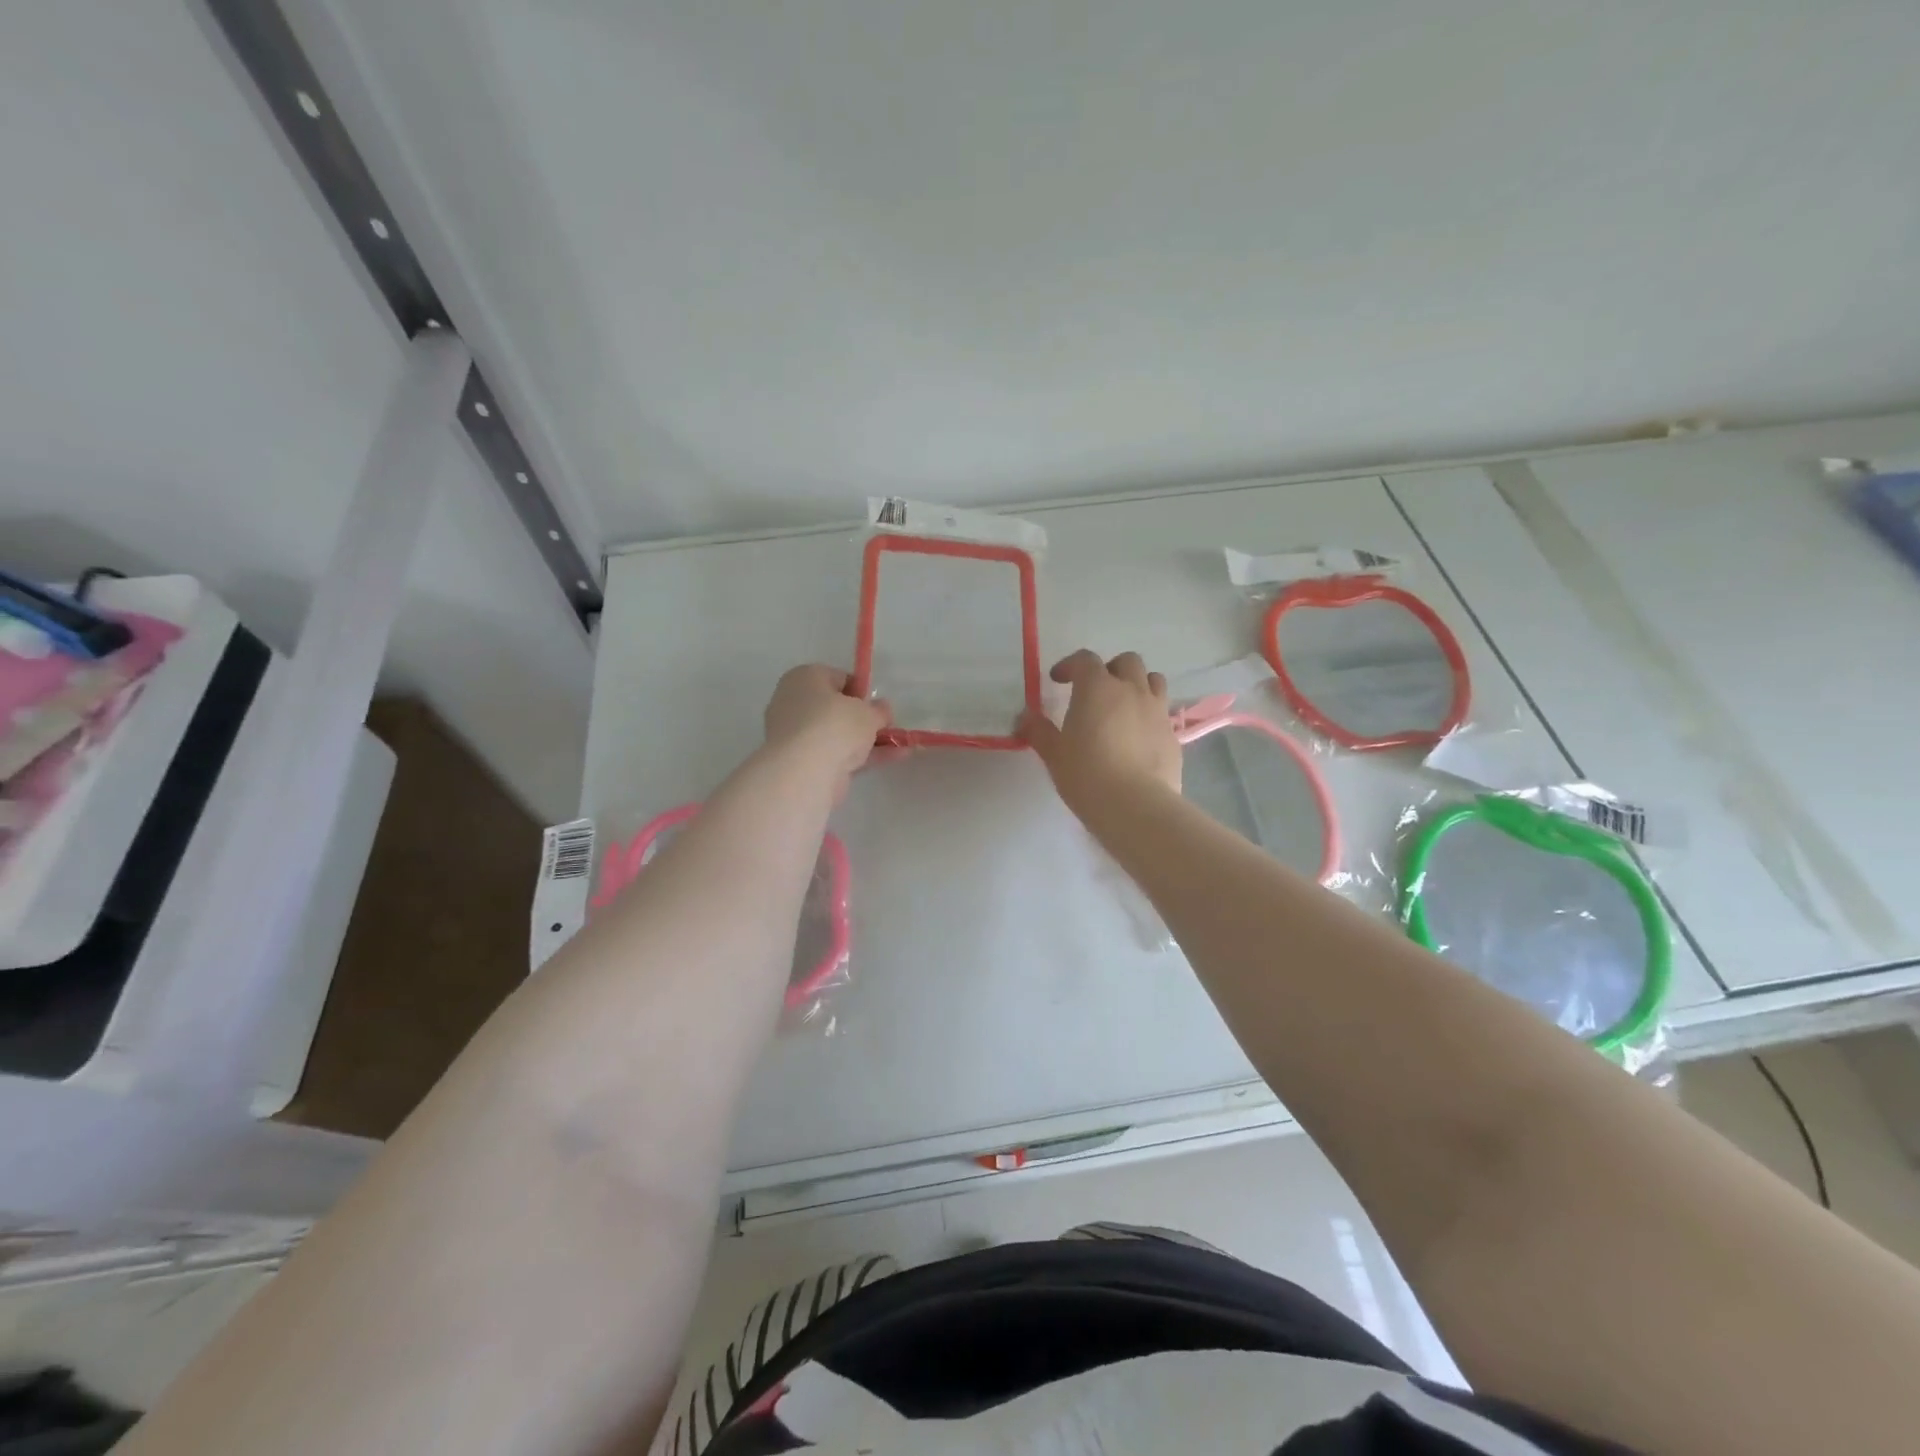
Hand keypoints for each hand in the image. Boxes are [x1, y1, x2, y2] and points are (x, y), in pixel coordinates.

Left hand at [763, 665, 890, 796]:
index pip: (837, 678)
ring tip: (899, 745)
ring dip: (867, 740)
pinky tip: (891, 758)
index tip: (878, 706)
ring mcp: (796, 735)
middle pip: (836, 708)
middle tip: (886, 726)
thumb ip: (879, 710)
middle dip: (863, 719)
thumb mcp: (868, 712)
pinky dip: (861, 756)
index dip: (861, 691)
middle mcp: (795, 702)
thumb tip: (882, 709)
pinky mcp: (802, 762)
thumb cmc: (835, 725)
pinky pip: (836, 754)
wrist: (805, 772)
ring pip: (838, 734)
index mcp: (804, 678)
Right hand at [1018, 650, 1180, 814]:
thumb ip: (1038, 731)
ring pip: (1153, 680)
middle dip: (1110, 669)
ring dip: (1137, 685)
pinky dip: (1149, 715)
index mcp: (1098, 687)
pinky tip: (1138, 737)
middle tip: (1095, 690)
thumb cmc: (1087, 774)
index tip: (1057, 680)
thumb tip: (1025, 717)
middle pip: (1127, 662)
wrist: (1136, 805)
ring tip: (1123, 706)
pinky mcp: (1173, 734)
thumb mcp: (1054, 754)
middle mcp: (1132, 690)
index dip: (1069, 665)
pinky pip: (1162, 712)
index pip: (1085, 660)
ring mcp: (1157, 711)